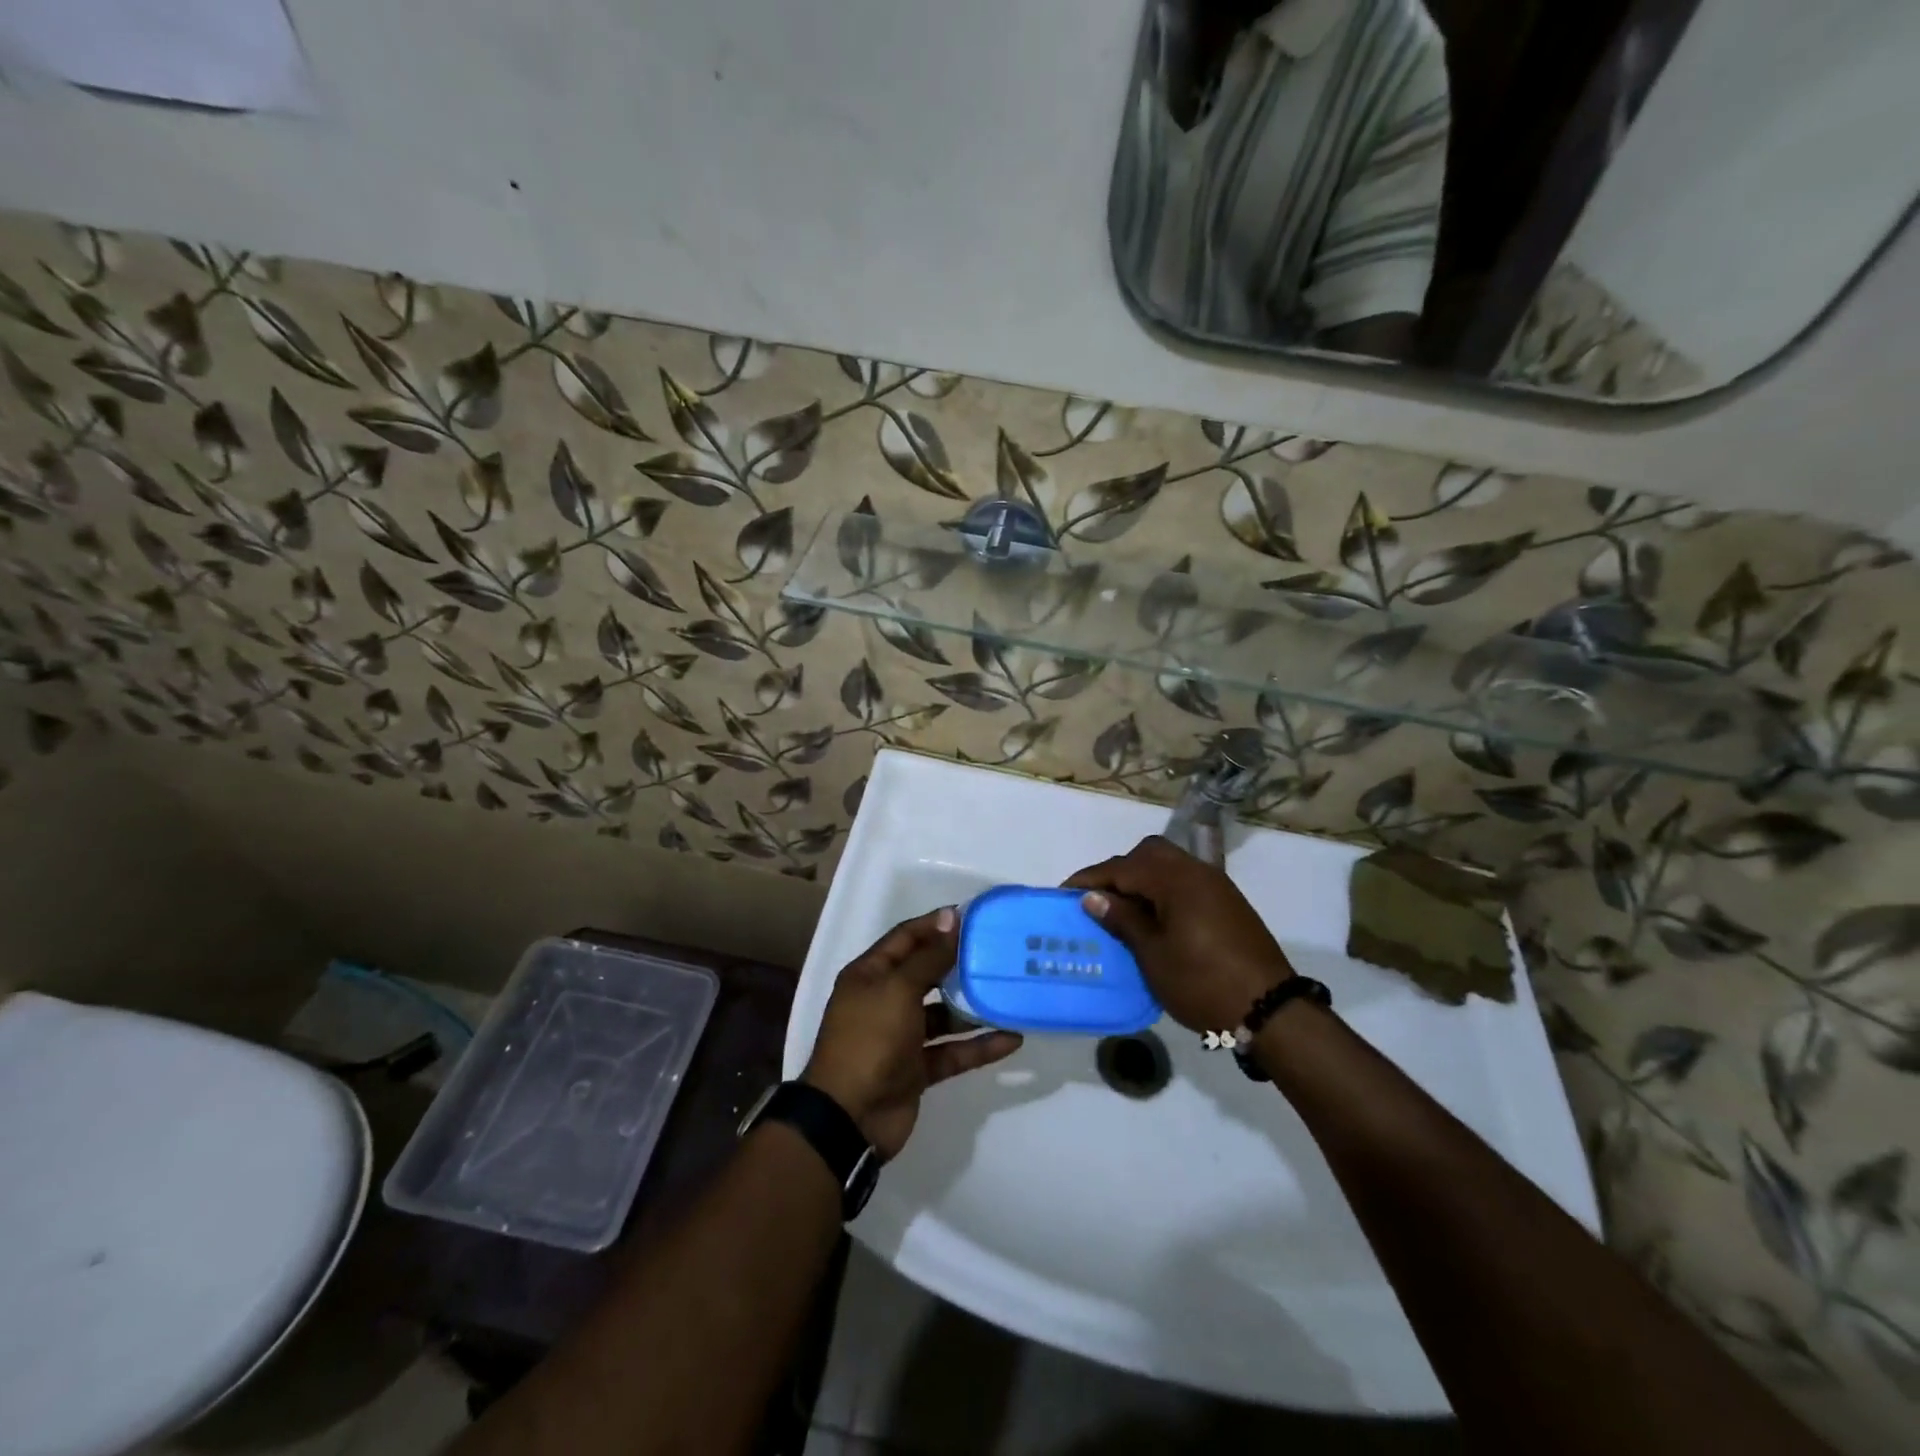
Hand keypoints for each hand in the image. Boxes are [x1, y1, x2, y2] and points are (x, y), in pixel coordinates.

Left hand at [803, 907, 1022, 1157]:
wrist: (849, 1117)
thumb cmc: (870, 1040)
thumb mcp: (898, 990)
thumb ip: (929, 957)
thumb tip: (951, 917)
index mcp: (870, 975)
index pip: (906, 938)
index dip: (937, 925)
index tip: (972, 917)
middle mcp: (885, 1000)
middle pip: (927, 974)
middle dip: (959, 964)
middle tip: (998, 952)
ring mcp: (901, 1037)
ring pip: (943, 1015)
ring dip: (973, 1007)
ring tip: (1009, 994)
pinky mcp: (917, 1069)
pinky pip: (953, 1051)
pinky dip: (979, 1046)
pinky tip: (1012, 1038)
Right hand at [1066, 836, 1293, 1032]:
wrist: (1270, 1010)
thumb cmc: (1202, 983)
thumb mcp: (1153, 955)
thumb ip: (1123, 920)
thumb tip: (1093, 897)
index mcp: (1175, 880)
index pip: (1122, 867)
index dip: (1090, 879)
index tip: (1064, 892)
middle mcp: (1196, 871)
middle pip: (1148, 854)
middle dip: (1119, 871)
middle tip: (1098, 899)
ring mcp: (1216, 886)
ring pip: (1169, 865)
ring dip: (1143, 879)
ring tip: (1123, 910)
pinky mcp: (1228, 903)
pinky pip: (1186, 881)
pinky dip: (1163, 890)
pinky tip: (1155, 918)